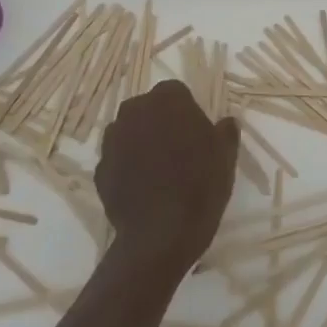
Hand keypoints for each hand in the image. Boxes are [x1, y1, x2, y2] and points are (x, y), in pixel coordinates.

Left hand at [96, 80, 239, 271]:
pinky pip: (117, 160)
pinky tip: (142, 189)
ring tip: (158, 172)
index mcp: (167, 99)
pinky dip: (127, 168)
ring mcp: (113, 140)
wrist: (161, 235)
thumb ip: (225, 132)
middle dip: (159, 123)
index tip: (196, 133)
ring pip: (129, 133)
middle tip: (178, 150)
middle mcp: (135, 111)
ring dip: (140, 143)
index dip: (186, 112)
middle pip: (148, 109)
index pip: (176, 92)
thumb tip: (226, 122)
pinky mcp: (99, 168)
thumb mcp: (226, 157)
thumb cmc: (200, 186)